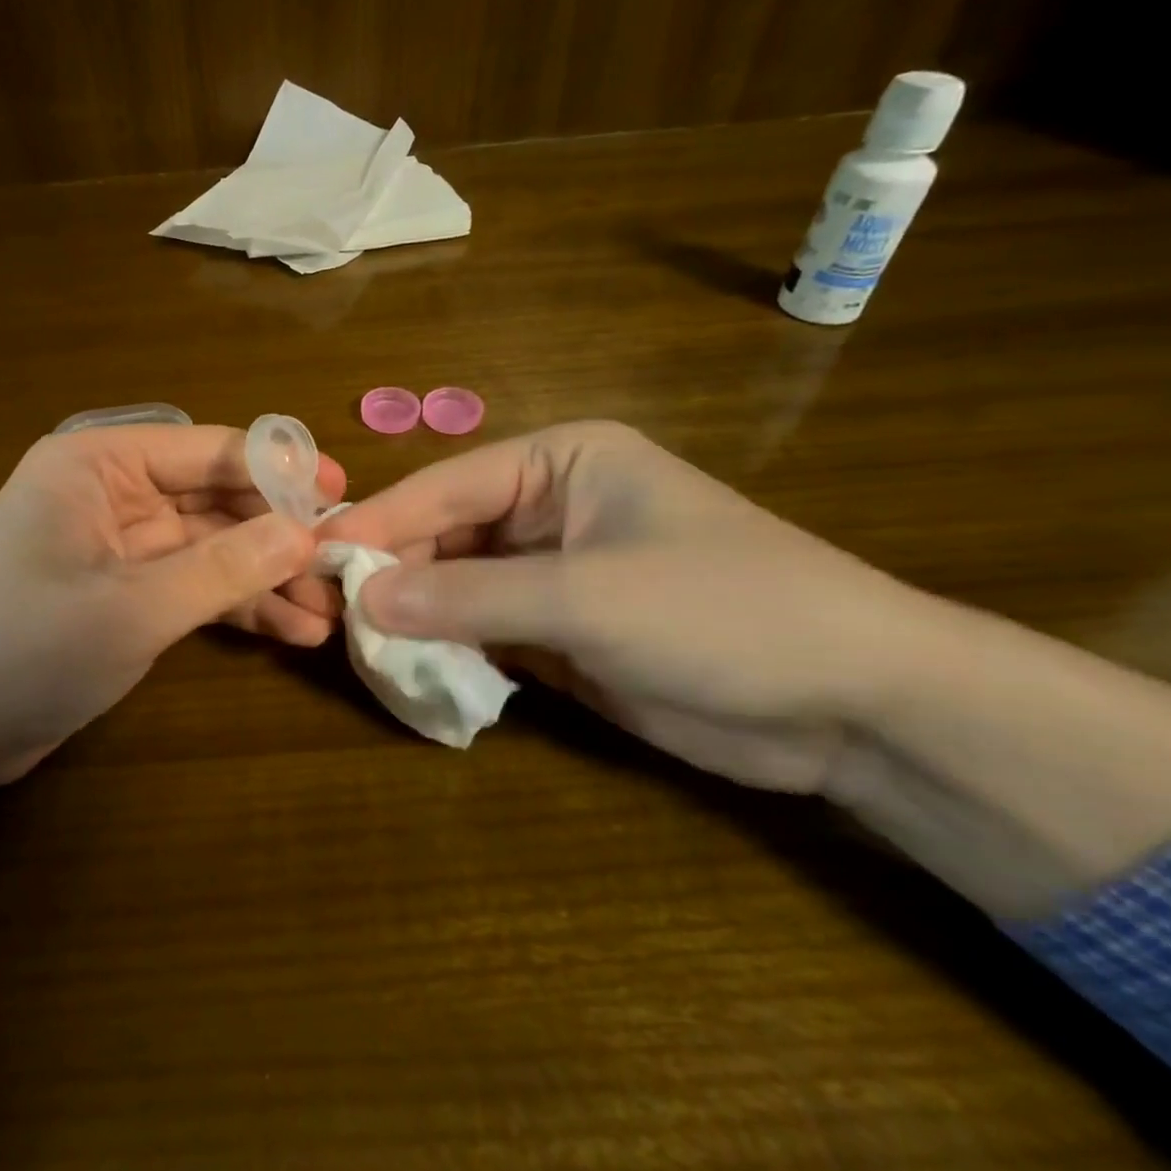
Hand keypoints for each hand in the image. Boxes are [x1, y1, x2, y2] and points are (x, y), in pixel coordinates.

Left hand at [0, 425, 344, 831]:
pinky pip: (194, 586)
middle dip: (278, 535)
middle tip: (345, 564)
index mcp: (99, 464)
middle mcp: (112, 493)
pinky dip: (237, 606)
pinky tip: (292, 631)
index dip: (279, 470)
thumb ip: (224, 567)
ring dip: (266, 577)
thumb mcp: (132, 607)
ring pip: (212, 548)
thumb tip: (306, 532)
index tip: (343, 494)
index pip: (208, 450)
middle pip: (217, 499)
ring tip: (329, 611)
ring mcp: (121, 546)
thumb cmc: (21, 648)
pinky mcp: (125, 594)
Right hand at [320, 420, 913, 792]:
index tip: (313, 555)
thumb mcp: (587, 597)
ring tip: (358, 647)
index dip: (378, 522)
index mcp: (560, 461)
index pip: (445, 487)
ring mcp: (553, 571)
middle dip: (392, 574)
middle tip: (328, 613)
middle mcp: (548, 507)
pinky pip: (483, 630)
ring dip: (415, 616)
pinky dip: (449, 650)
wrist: (857, 708)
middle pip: (445, 536)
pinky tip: (411, 672)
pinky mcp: (561, 630)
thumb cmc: (724, 613)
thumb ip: (468, 597)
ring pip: (458, 586)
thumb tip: (363, 597)